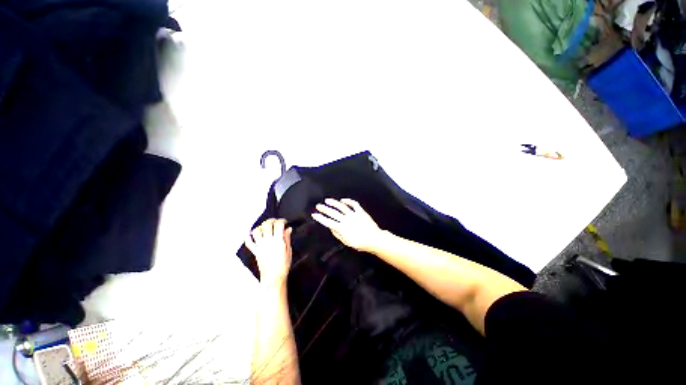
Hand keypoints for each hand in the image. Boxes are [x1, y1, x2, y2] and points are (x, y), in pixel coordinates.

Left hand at [245, 219, 292, 283]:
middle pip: (267, 224)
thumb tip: (288, 229)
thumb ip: (287, 238)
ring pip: (256, 231)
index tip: (285, 222)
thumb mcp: (289, 250)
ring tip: (265, 227)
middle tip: (275, 222)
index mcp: (278, 241)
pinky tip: (251, 234)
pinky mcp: (255, 251)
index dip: (282, 221)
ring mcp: (260, 246)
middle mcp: (268, 241)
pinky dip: (248, 237)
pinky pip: (248, 242)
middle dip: (272, 220)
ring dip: (261, 227)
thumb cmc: (283, 265)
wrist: (273, 277)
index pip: (279, 224)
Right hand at [312, 198, 383, 251]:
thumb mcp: (346, 242)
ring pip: (341, 206)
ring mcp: (353, 214)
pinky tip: (342, 200)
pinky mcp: (360, 211)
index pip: (328, 222)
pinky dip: (348, 201)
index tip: (314, 214)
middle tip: (318, 205)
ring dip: (333, 203)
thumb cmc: (360, 243)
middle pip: (333, 212)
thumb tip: (331, 227)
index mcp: (342, 228)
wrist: (374, 239)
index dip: (320, 218)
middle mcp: (346, 219)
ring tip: (327, 200)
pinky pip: (353, 204)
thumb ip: (337, 234)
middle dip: (324, 208)